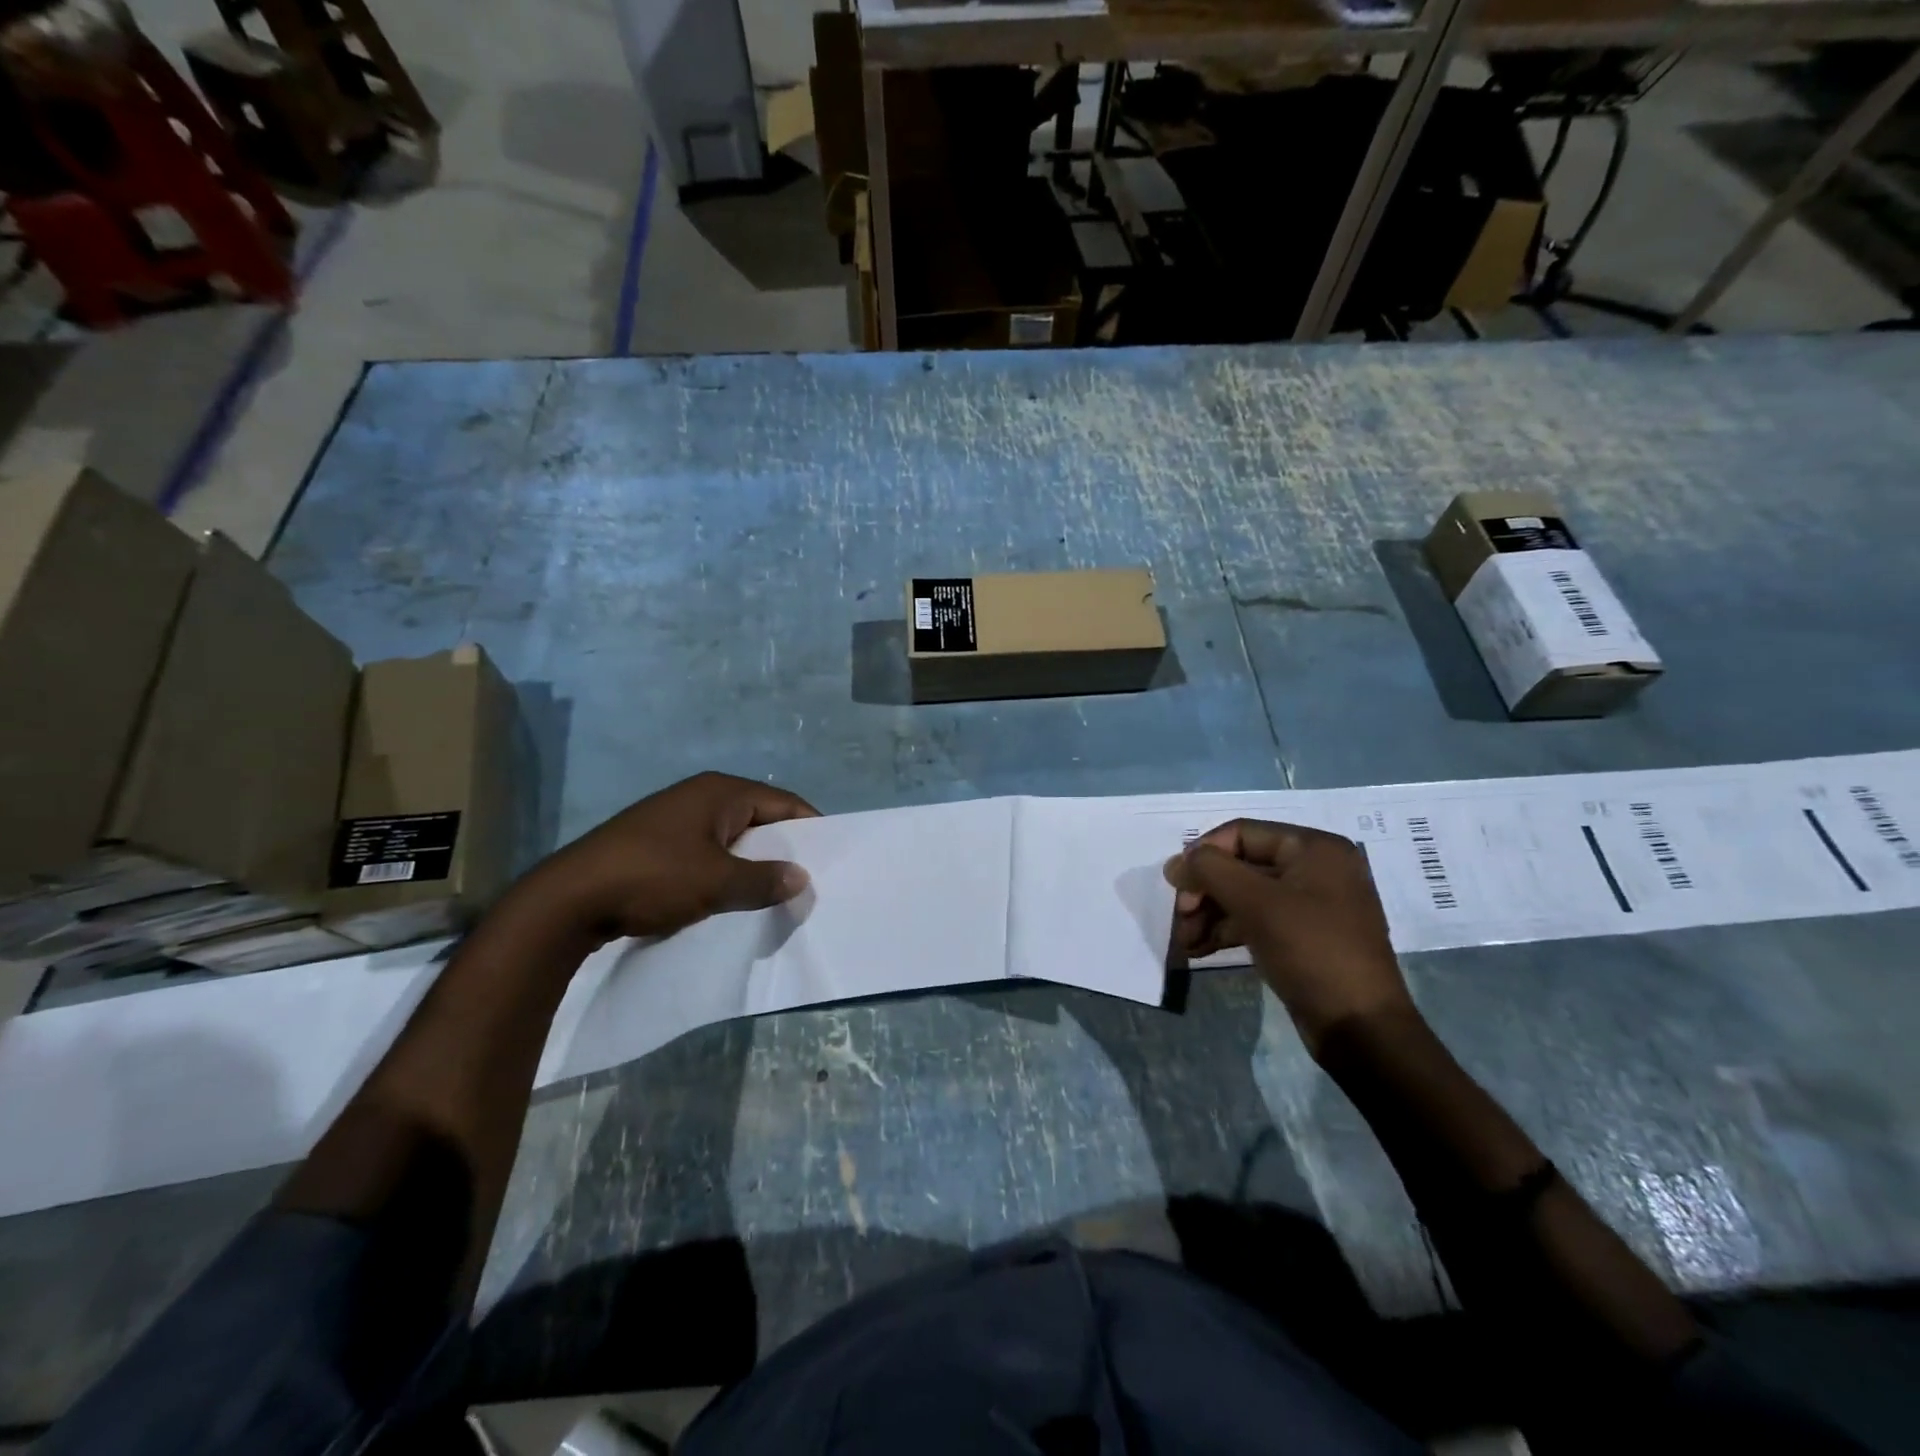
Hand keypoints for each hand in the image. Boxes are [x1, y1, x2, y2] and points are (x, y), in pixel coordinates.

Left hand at [512, 772, 819, 946]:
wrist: (568, 900)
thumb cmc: (653, 877)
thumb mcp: (717, 882)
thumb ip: (764, 881)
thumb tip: (801, 879)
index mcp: (720, 791)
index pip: (783, 803)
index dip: (810, 828)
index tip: (831, 858)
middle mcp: (700, 796)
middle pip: (759, 818)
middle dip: (782, 848)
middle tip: (806, 880)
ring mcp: (675, 819)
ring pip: (731, 838)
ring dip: (752, 863)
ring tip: (773, 893)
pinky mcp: (656, 844)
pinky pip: (707, 852)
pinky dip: (724, 871)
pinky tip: (730, 897)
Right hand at [1163, 820, 1415, 1057]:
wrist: (1359, 1027)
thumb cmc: (1310, 950)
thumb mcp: (1256, 903)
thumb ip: (1211, 871)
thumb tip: (1177, 863)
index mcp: (1314, 849)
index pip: (1242, 833)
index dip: (1203, 854)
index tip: (1176, 885)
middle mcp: (1315, 869)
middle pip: (1241, 865)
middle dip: (1205, 891)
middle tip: (1180, 918)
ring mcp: (1312, 904)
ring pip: (1245, 895)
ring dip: (1209, 914)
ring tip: (1185, 942)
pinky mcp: (1304, 936)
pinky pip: (1257, 920)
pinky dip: (1227, 931)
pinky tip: (1200, 950)